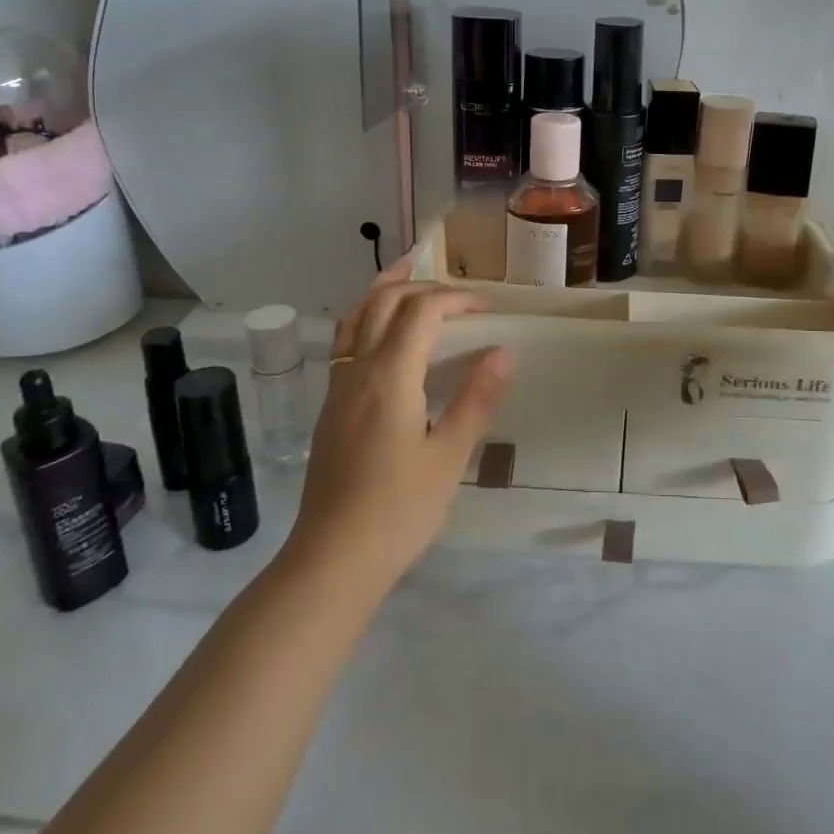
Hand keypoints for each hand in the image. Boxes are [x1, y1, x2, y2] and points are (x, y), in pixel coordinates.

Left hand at [284, 260, 512, 591]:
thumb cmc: (399, 511)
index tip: (486, 309)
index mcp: (390, 377)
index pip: (421, 312)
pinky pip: (345, 341)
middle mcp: (358, 370)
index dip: (455, 299)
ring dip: (384, 290)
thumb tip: (503, 351)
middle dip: (422, 287)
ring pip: (356, 316)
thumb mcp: (448, 456)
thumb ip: (476, 399)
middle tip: (458, 295)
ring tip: (407, 274)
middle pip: (383, 302)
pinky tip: (382, 332)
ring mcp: (337, 387)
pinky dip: (366, 317)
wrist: (332, 559)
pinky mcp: (330, 407)